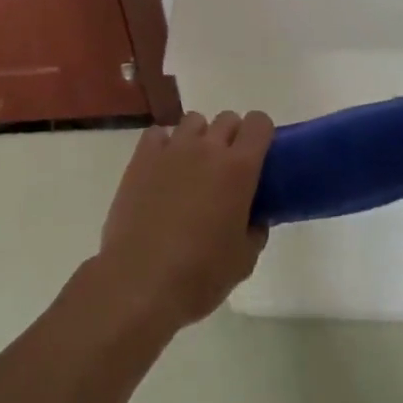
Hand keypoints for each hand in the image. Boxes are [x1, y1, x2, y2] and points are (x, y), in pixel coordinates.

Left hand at [93, 110, 273, 332]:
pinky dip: (165, 144)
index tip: (259, 156)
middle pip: (227, 119)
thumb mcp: (244, 259)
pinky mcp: (142, 158)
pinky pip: (158, 134)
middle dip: (232, 137)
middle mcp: (208, 148)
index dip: (261, 135)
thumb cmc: (200, 275)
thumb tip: (254, 217)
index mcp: (239, 168)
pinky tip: (163, 170)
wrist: (141, 283)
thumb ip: (255, 229)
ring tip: (192, 168)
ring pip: (193, 121)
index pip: (259, 123)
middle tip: (226, 170)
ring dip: (199, 138)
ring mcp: (172, 149)